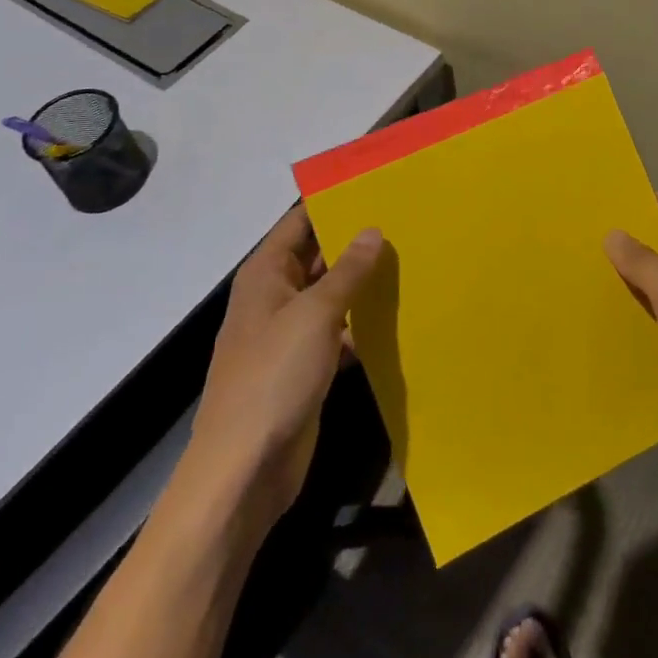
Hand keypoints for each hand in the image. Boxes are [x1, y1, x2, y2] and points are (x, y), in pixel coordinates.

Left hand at [185, 206, 384, 533]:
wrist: (244, 471)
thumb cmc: (273, 378)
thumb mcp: (315, 315)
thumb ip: (347, 272)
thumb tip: (373, 230)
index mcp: (267, 273)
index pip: (301, 221)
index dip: (334, 202)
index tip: (378, 186)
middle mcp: (276, 296)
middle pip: (319, 256)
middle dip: (357, 242)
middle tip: (408, 222)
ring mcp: (290, 333)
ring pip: (332, 295)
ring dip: (364, 283)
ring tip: (412, 260)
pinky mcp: (306, 366)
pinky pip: (338, 331)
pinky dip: (362, 323)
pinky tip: (399, 315)